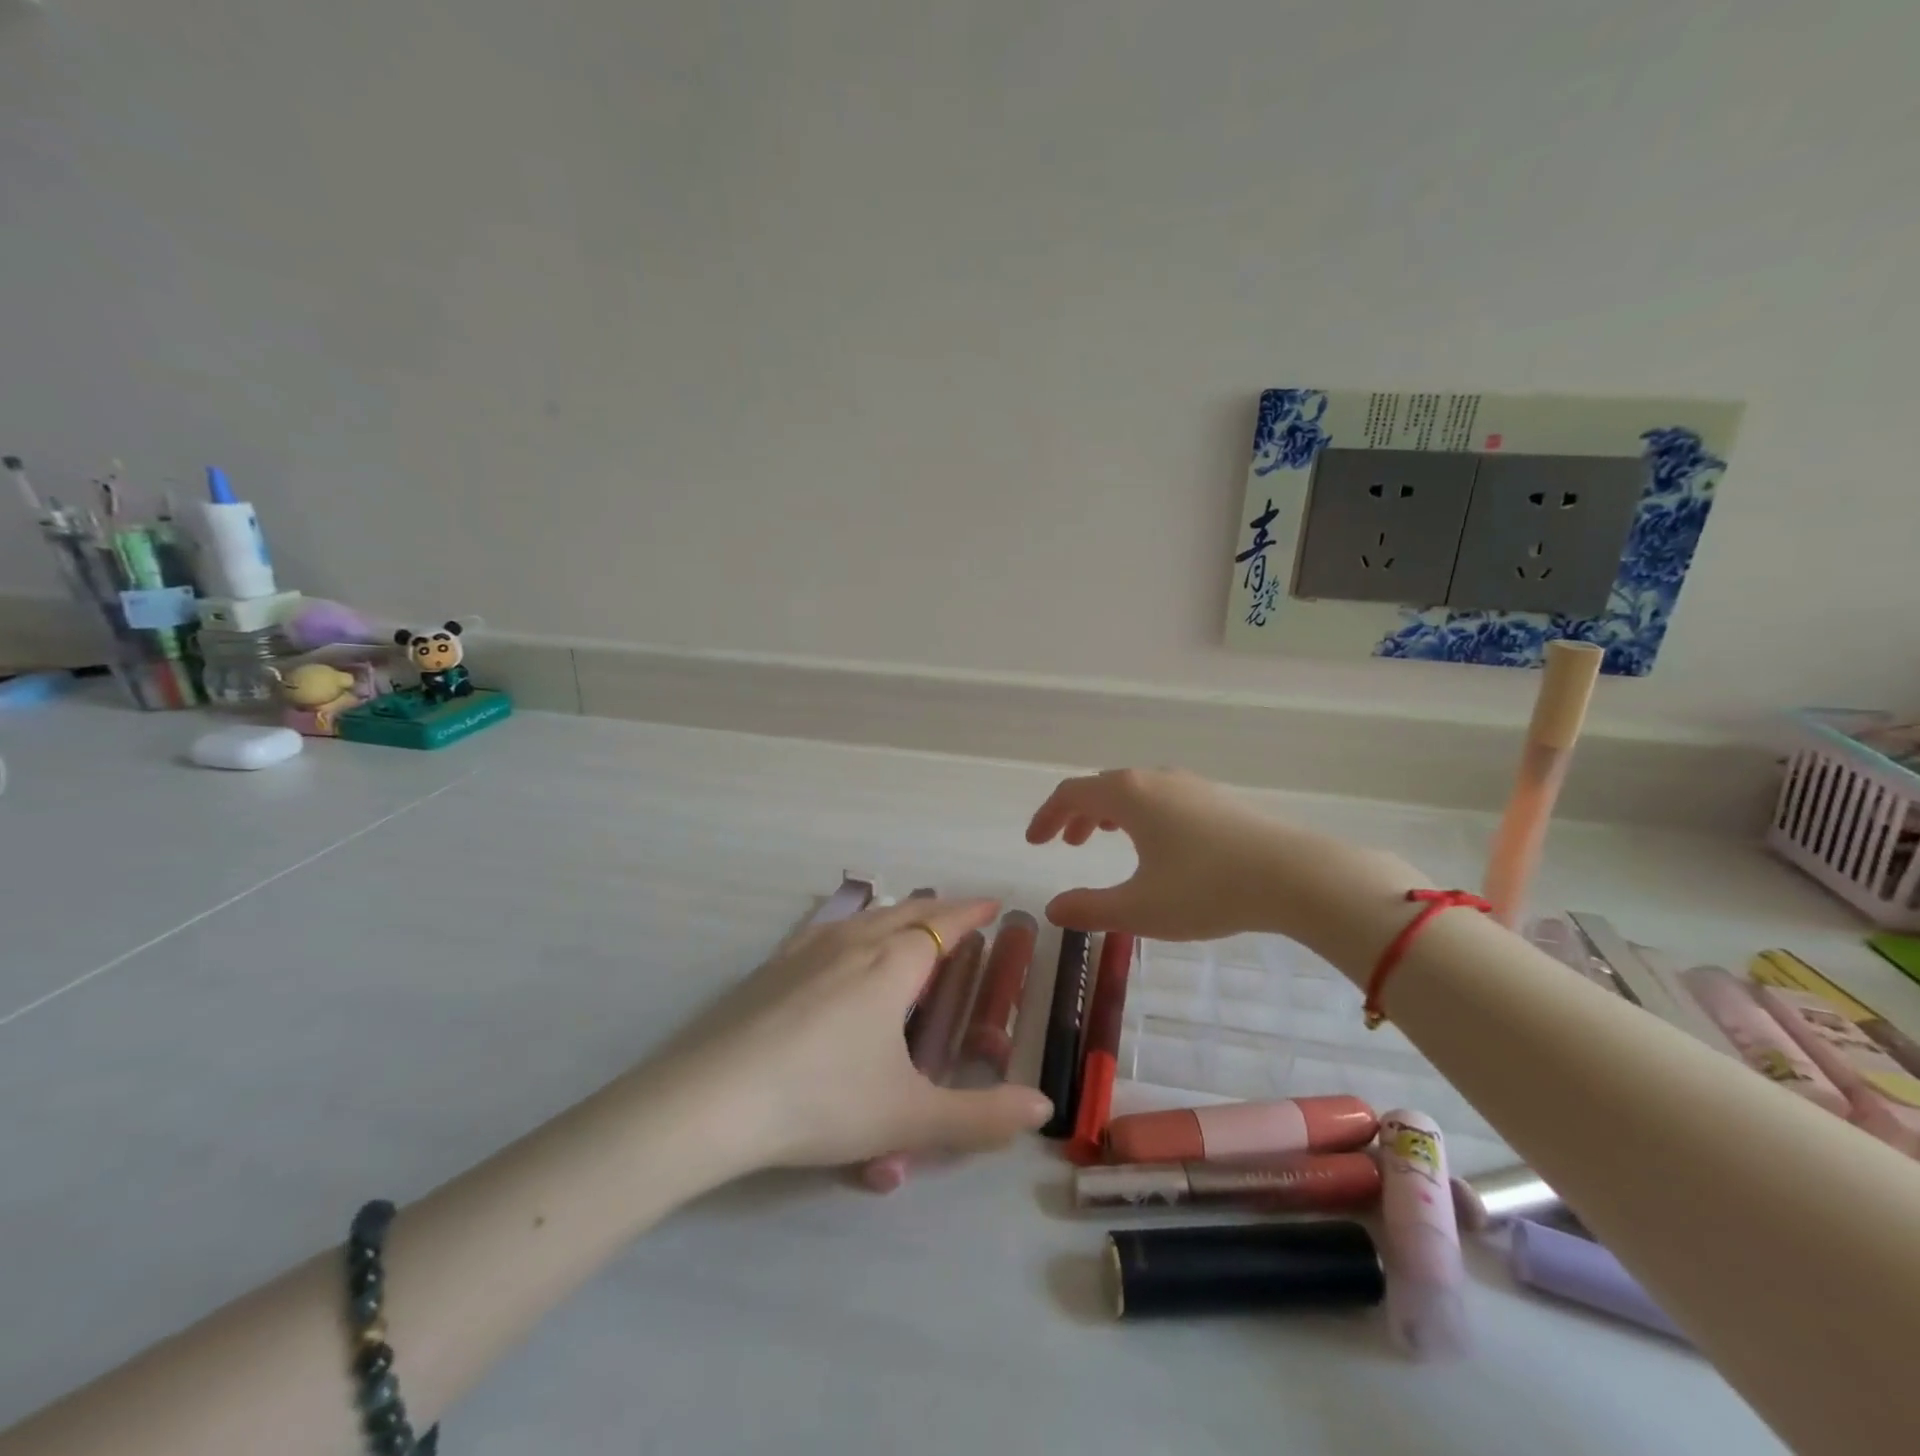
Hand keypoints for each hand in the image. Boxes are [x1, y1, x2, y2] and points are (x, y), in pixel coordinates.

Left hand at [661, 898, 1052, 1172]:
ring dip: (895, 912)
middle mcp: (852, 944)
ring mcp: (805, 951)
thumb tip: (1042, 1109)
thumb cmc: (821, 1102)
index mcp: (891, 967)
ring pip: (863, 917)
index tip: (992, 902)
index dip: (971, 913)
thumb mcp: (909, 1118)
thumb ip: (980, 1117)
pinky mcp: (770, 968)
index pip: (943, 927)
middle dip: (939, 908)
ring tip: (909, 920)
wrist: (712, 1100)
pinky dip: (850, 925)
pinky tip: (839, 941)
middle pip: (905, 912)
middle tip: (961, 912)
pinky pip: (824, 930)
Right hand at [1026, 767, 1418, 944]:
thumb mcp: (1139, 909)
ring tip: (1106, 837)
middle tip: (1066, 843)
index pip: (1071, 794)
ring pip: (1135, 790)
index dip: (1046, 816)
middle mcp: (1154, 779)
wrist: (1295, 876)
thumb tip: (1052, 909)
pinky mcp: (1219, 799)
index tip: (1034, 842)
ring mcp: (1191, 785)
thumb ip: (1090, 909)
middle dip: (1077, 814)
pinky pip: (1163, 797)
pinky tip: (1158, 843)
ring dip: (1110, 813)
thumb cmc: (1207, 889)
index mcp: (1127, 795)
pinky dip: (1142, 814)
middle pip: (1102, 787)